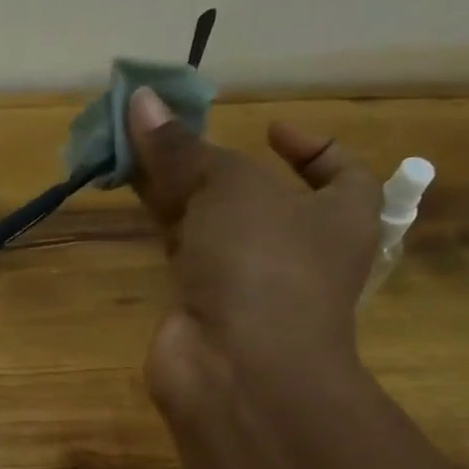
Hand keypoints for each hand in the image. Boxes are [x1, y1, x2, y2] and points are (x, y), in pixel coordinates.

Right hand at [126, 87, 379, 425]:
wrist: (238, 370)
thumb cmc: (263, 264)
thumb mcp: (230, 187)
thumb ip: (183, 147)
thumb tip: (140, 98)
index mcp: (339, 215)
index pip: (338, 171)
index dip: (308, 145)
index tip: (266, 128)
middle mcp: (297, 249)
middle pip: (256, 192)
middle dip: (212, 160)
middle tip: (167, 129)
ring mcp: (248, 282)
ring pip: (211, 222)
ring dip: (176, 187)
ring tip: (133, 148)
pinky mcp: (202, 306)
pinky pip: (182, 252)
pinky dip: (160, 223)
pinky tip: (129, 194)